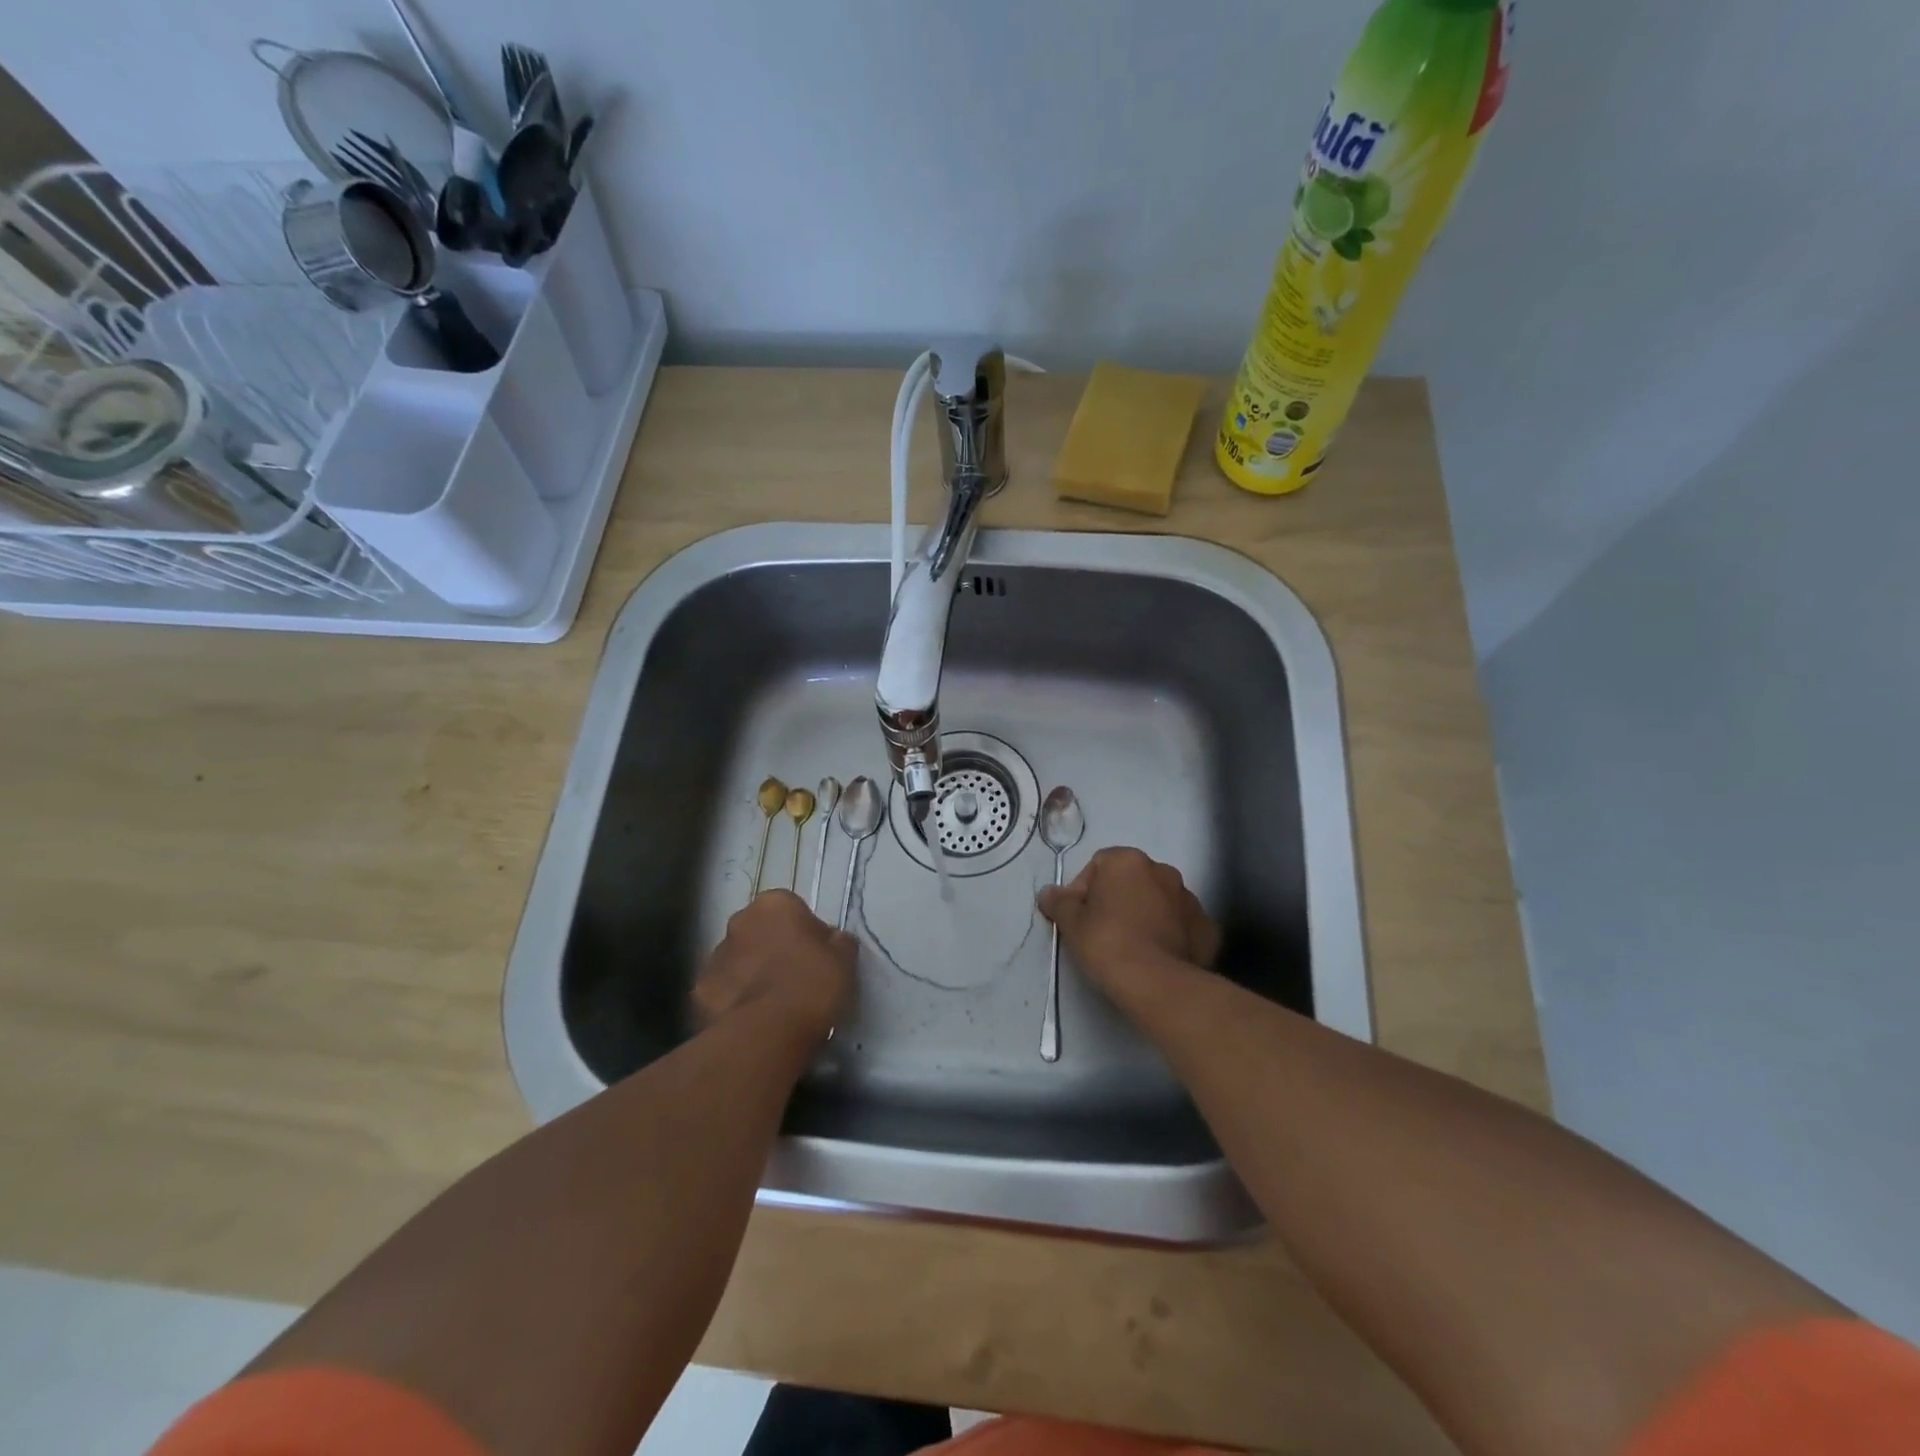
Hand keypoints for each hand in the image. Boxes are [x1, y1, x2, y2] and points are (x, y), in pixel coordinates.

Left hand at [693, 890, 856, 1043]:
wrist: (766, 1032)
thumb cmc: (812, 985)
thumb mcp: (845, 960)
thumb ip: (838, 942)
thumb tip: (833, 940)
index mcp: (774, 904)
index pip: (793, 910)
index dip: (807, 934)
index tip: (818, 958)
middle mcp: (739, 921)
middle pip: (761, 932)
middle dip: (773, 950)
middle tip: (795, 980)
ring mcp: (715, 956)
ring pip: (739, 961)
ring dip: (752, 974)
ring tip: (773, 1006)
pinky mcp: (699, 992)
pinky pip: (723, 991)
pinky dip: (735, 1001)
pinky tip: (752, 1021)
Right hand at [1038, 847, 1219, 999]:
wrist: (1156, 983)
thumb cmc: (1107, 943)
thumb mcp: (1071, 923)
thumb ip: (1058, 902)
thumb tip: (1048, 893)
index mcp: (1129, 861)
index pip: (1099, 865)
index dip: (1084, 890)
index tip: (1080, 917)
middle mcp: (1163, 870)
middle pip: (1131, 880)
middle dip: (1117, 900)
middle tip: (1103, 931)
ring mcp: (1189, 898)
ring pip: (1158, 901)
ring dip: (1145, 915)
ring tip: (1132, 946)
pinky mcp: (1207, 928)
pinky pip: (1181, 925)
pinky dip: (1171, 934)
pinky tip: (1158, 956)